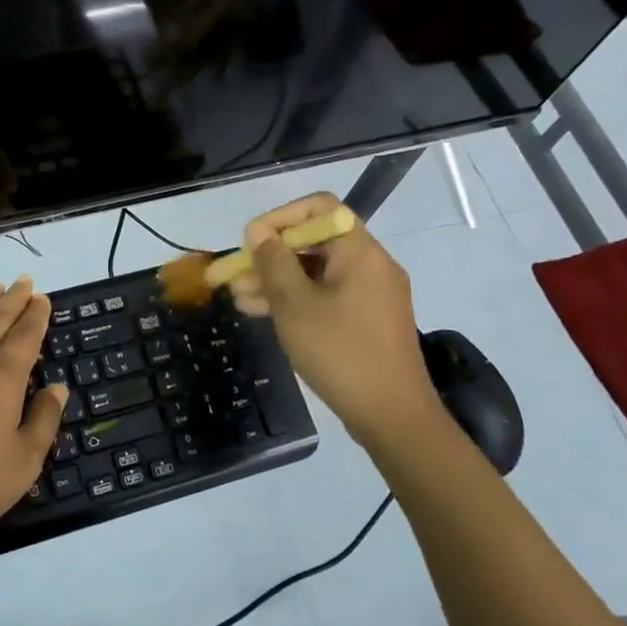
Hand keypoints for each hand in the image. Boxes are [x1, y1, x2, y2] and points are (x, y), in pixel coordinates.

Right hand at [227, 192, 440, 449]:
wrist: (393, 418)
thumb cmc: (341, 352)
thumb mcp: (295, 305)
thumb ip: (274, 262)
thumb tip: (260, 233)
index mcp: (360, 251)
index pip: (319, 207)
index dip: (280, 217)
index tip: (250, 241)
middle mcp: (370, 264)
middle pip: (313, 241)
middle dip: (269, 255)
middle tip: (232, 274)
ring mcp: (370, 294)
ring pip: (315, 272)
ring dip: (276, 280)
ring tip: (237, 297)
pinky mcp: (366, 320)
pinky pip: (325, 295)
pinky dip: (295, 299)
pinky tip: (260, 312)